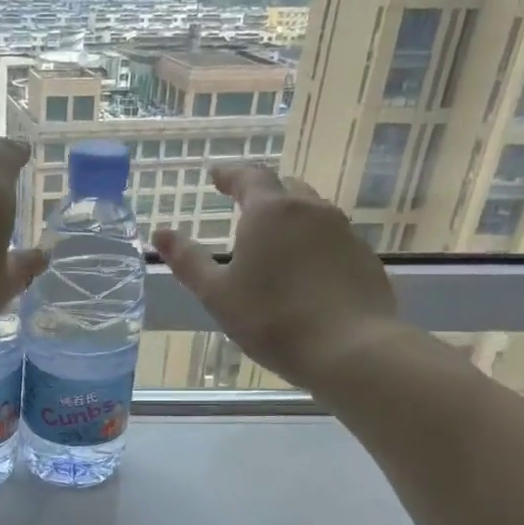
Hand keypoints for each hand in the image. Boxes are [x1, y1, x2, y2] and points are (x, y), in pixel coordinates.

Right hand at [152, 164, 405, 395]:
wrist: (349, 349)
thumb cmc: (271, 319)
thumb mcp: (217, 294)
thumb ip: (188, 260)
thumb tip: (159, 233)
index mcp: (270, 212)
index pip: (248, 177)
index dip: (229, 175)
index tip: (215, 175)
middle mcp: (311, 210)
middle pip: (284, 189)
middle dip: (262, 194)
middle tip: (243, 206)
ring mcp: (343, 233)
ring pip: (311, 213)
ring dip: (289, 219)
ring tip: (273, 241)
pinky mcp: (364, 258)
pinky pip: (331, 240)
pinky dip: (312, 245)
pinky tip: (304, 272)